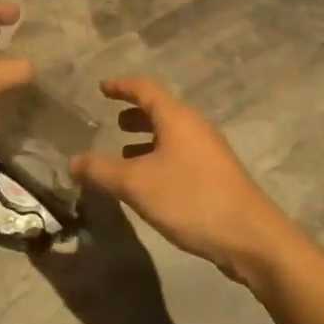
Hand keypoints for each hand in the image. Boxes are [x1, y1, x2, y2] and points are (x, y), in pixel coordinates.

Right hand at [71, 78, 297, 283]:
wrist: (250, 237)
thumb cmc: (190, 199)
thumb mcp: (136, 184)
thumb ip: (101, 170)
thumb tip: (73, 162)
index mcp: (177, 119)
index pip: (145, 89)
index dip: (121, 86)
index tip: (102, 87)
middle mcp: (195, 128)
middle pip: (161, 111)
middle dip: (135, 114)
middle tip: (113, 122)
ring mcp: (210, 153)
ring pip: (172, 136)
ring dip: (147, 140)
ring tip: (124, 154)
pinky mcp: (216, 176)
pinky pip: (180, 156)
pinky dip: (159, 159)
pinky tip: (149, 183)